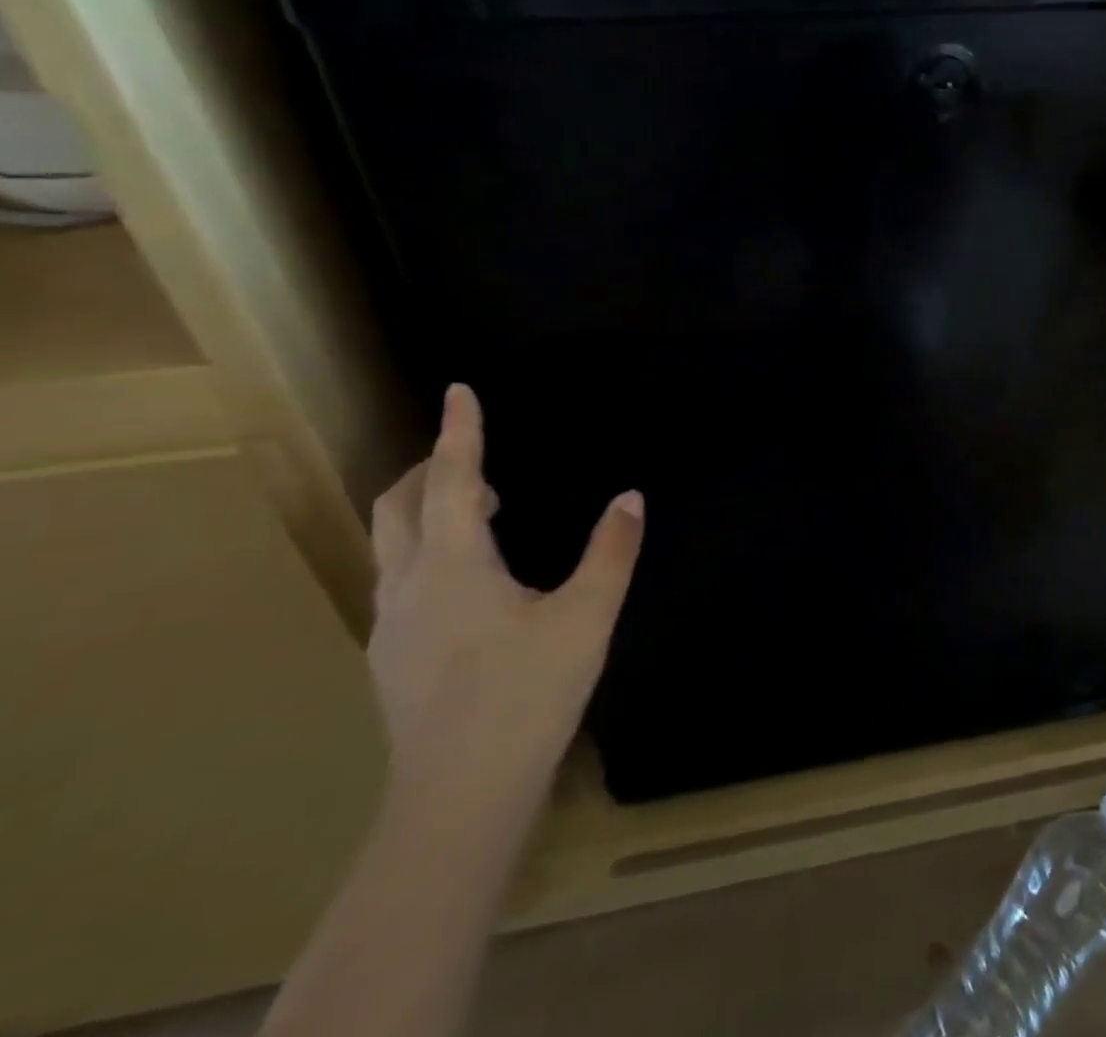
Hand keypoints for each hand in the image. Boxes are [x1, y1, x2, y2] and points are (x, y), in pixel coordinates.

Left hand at [367, 384, 642, 820]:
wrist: (458, 799)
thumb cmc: (526, 696)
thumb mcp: (586, 618)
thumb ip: (610, 552)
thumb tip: (630, 497)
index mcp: (454, 564)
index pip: (453, 477)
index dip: (460, 430)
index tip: (459, 389)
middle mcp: (410, 584)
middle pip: (399, 504)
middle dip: (432, 468)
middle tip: (479, 459)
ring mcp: (392, 624)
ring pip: (393, 543)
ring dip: (428, 510)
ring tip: (484, 512)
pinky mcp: (392, 657)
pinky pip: (400, 579)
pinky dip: (427, 551)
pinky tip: (469, 581)